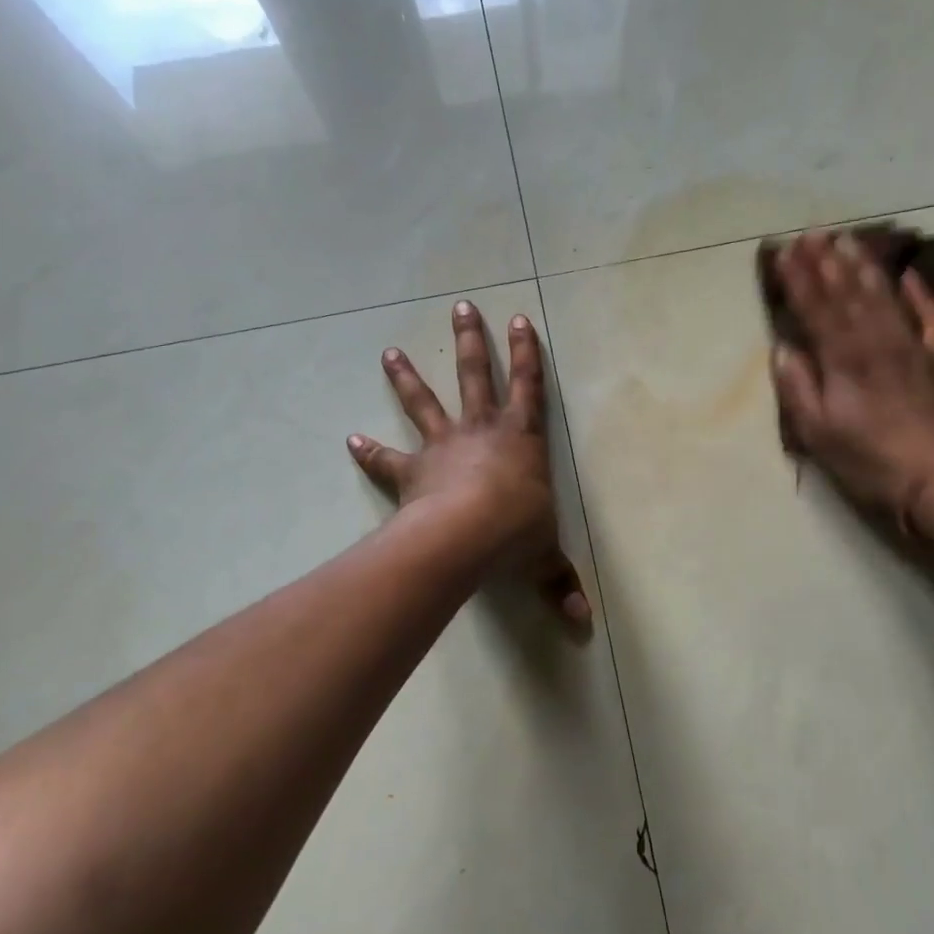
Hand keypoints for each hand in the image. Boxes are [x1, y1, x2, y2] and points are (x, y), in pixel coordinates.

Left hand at [349, 300, 591, 623]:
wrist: (466, 536)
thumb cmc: (515, 533)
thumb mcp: (545, 559)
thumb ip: (560, 585)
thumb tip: (583, 626)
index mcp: (521, 439)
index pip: (528, 387)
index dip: (527, 353)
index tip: (520, 319)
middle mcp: (482, 431)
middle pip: (476, 376)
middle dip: (470, 341)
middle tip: (461, 307)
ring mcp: (444, 447)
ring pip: (424, 403)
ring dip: (407, 377)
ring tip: (388, 352)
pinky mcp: (413, 471)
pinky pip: (388, 458)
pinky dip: (369, 450)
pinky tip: (350, 439)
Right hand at [770, 231, 933, 526]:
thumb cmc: (871, 461)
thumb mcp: (819, 434)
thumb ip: (798, 388)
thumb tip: (783, 349)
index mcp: (844, 359)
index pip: (816, 309)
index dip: (798, 279)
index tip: (784, 252)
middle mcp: (877, 341)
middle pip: (848, 292)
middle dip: (827, 261)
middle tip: (813, 232)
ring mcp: (913, 346)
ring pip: (885, 295)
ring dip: (864, 265)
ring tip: (848, 240)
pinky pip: (931, 315)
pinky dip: (920, 292)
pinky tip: (908, 275)